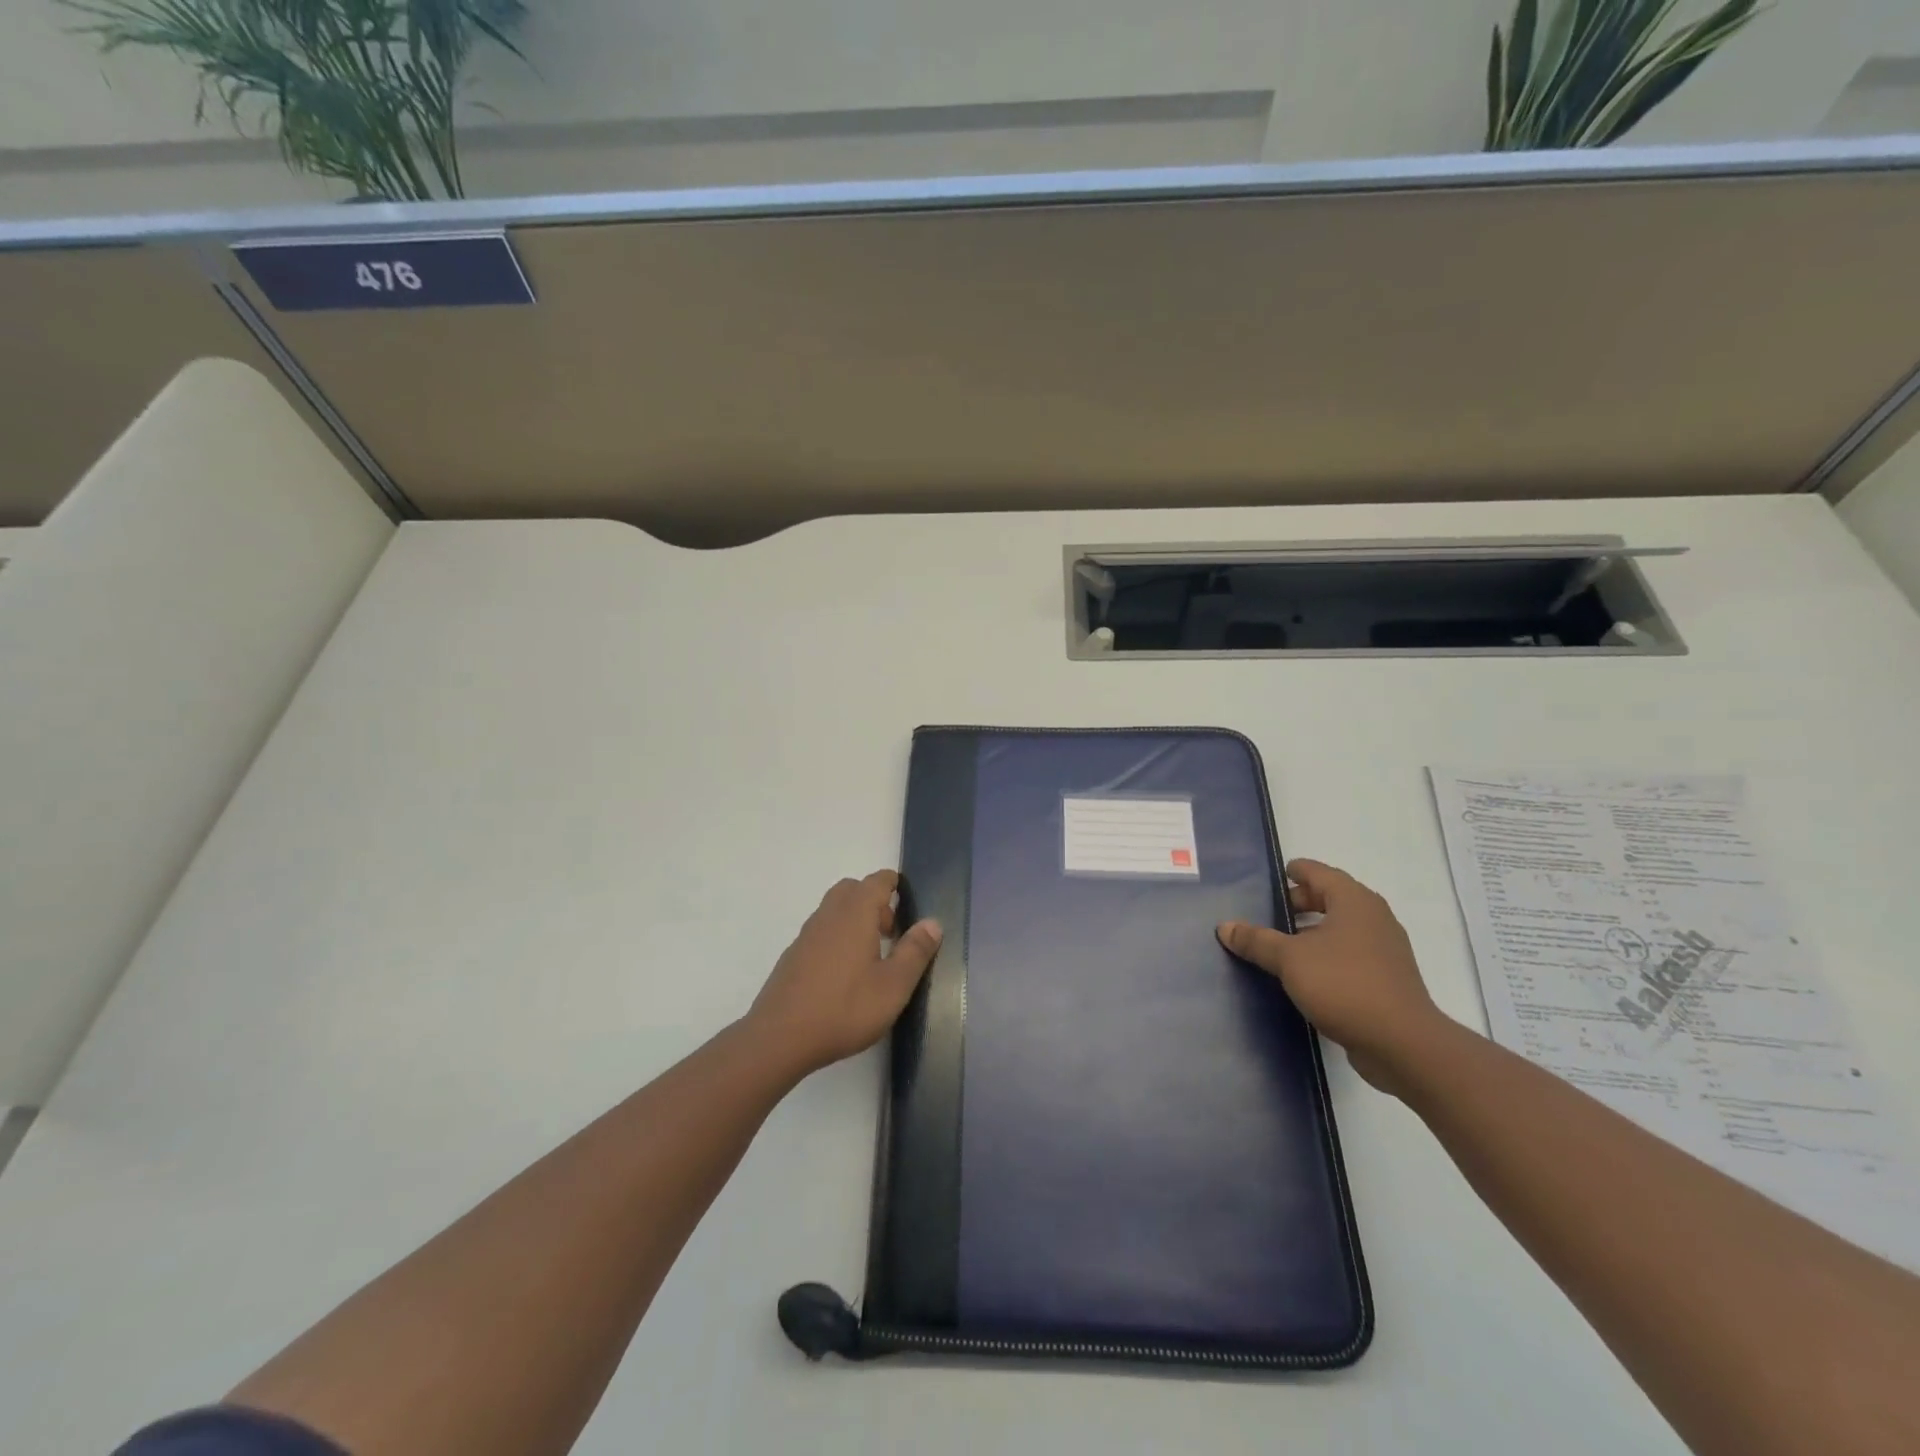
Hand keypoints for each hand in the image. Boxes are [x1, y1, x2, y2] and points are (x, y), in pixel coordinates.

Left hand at [746, 870, 942, 1079]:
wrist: (780, 1038)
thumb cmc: (845, 1008)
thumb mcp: (893, 985)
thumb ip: (915, 951)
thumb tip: (932, 923)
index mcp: (855, 914)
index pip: (876, 881)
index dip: (893, 884)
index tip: (908, 900)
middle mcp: (829, 915)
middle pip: (852, 890)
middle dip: (874, 901)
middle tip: (892, 932)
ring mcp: (806, 935)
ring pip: (834, 910)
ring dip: (855, 919)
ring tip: (872, 956)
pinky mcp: (793, 956)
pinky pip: (821, 931)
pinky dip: (837, 937)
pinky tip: (844, 974)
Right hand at [1217, 858, 1446, 1095]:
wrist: (1403, 1044)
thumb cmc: (1344, 985)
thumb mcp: (1289, 959)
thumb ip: (1256, 940)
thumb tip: (1224, 926)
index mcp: (1353, 901)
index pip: (1317, 872)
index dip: (1292, 872)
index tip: (1269, 879)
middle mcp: (1373, 917)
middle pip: (1330, 898)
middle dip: (1299, 903)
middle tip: (1267, 913)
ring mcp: (1384, 949)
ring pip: (1341, 928)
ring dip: (1312, 931)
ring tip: (1280, 944)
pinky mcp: (1387, 978)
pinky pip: (1350, 953)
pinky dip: (1327, 954)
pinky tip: (1305, 974)